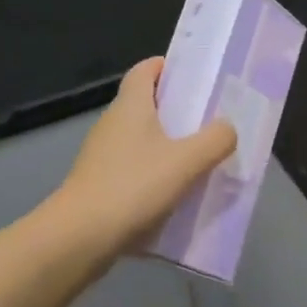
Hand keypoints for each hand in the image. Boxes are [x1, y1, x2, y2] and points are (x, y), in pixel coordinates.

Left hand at [43, 57, 237, 267]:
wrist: (78, 239)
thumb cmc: (133, 187)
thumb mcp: (186, 161)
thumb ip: (215, 140)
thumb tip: (228, 128)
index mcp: (130, 106)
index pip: (145, 69)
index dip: (168, 67)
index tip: (195, 78)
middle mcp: (113, 124)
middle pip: (146, 105)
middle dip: (177, 111)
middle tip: (210, 122)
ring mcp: (102, 156)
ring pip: (141, 141)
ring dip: (168, 147)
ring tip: (201, 161)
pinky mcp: (99, 185)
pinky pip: (134, 170)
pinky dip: (155, 175)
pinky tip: (177, 195)